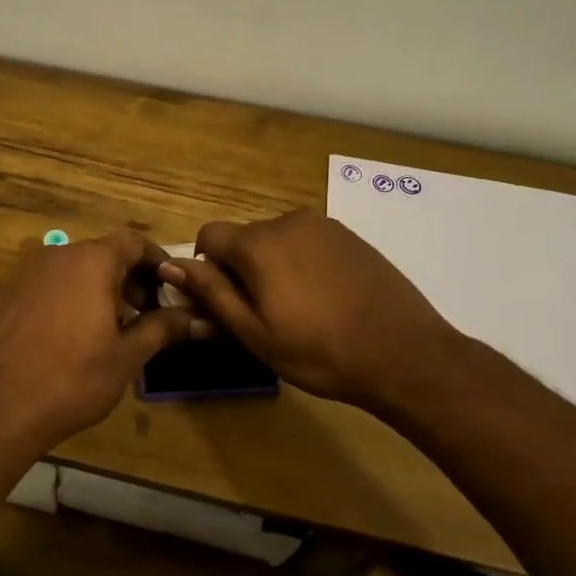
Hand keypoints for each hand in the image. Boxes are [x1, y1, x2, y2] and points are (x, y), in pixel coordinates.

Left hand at [0, 232, 202, 453]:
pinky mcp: (6, 294)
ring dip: (98, 288)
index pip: (133, 242)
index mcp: (91, 261)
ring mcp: (26, 273)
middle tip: (145, 313)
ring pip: (74, 270)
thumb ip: (162, 328)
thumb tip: (196, 319)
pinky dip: (68, 297)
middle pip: (102, 254)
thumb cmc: (73, 378)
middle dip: (129, 278)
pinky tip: (72, 335)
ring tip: (111, 327)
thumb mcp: (127, 355)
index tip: (171, 287)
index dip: (156, 262)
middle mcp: (57, 255)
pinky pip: (48, 285)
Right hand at [161, 210, 461, 410]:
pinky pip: (308, 243)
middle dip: (241, 269)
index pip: (209, 234)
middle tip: (262, 315)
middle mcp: (289, 221)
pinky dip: (303, 265)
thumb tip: (170, 265)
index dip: (205, 267)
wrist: (405, 353)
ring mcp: (325, 226)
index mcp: (259, 243)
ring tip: (298, 310)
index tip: (224, 301)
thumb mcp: (254, 332)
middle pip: (244, 238)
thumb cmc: (320, 351)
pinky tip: (326, 300)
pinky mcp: (351, 237)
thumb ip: (211, 293)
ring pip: (277, 241)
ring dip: (273, 267)